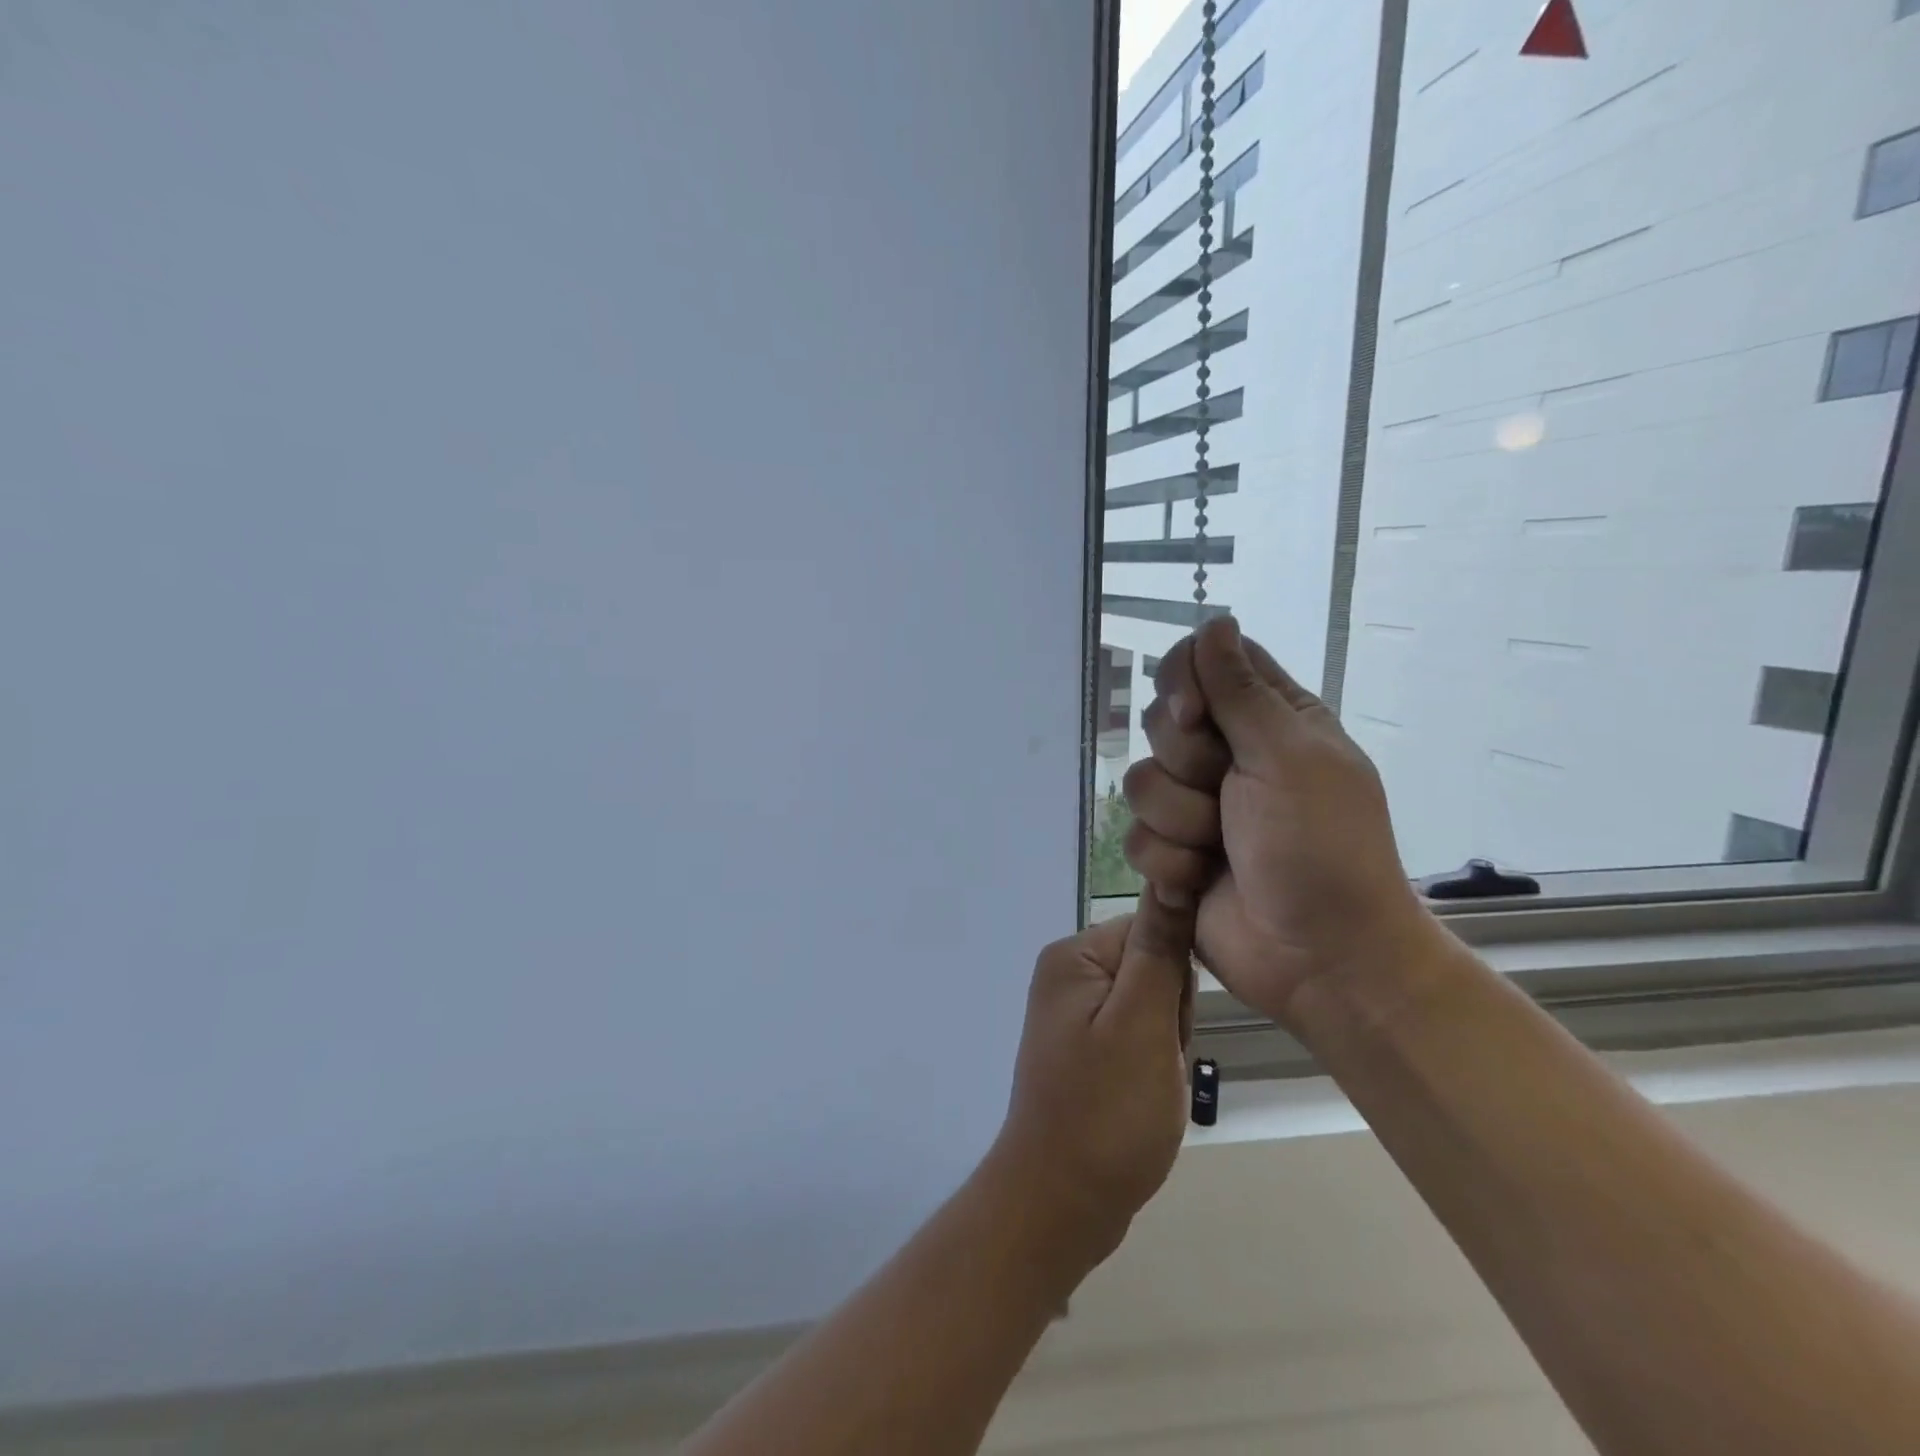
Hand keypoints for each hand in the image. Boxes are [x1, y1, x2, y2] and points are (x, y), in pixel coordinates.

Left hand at [990, 893, 1196, 1264]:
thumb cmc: (1106, 1111)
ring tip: (1149, 1084)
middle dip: (1171, 1015)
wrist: (1061, 1202)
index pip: (1153, 931)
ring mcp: (1074, 1013)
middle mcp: (1068, 974)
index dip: (1177, 981)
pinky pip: (1137, 1035)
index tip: (1168, 1027)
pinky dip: (1151, 1063)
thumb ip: (1159, 948)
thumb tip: (1171, 871)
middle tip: (1156, 1062)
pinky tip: (1142, 1094)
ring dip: (1166, 1043)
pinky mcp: (1084, 1046)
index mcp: (1074, 956)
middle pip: (1153, 967)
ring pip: (1152, 1005)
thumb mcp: (1143, 1024)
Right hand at [1122, 617, 1440, 1027]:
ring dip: (1180, 821)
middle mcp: (1229, 755)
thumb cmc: (1320, 846)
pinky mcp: (1173, 852)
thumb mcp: (1288, 757)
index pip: (1201, 664)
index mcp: (1269, 719)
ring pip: (1140, 782)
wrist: (1320, 956)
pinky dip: (1170, 862)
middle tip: (1225, 791)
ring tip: (1219, 848)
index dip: (1184, 685)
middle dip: (1186, 763)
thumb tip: (1216, 620)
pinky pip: (1136, 837)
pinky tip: (1201, 880)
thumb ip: (1240, 690)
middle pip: (1161, 721)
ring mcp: (1197, 806)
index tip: (1197, 717)